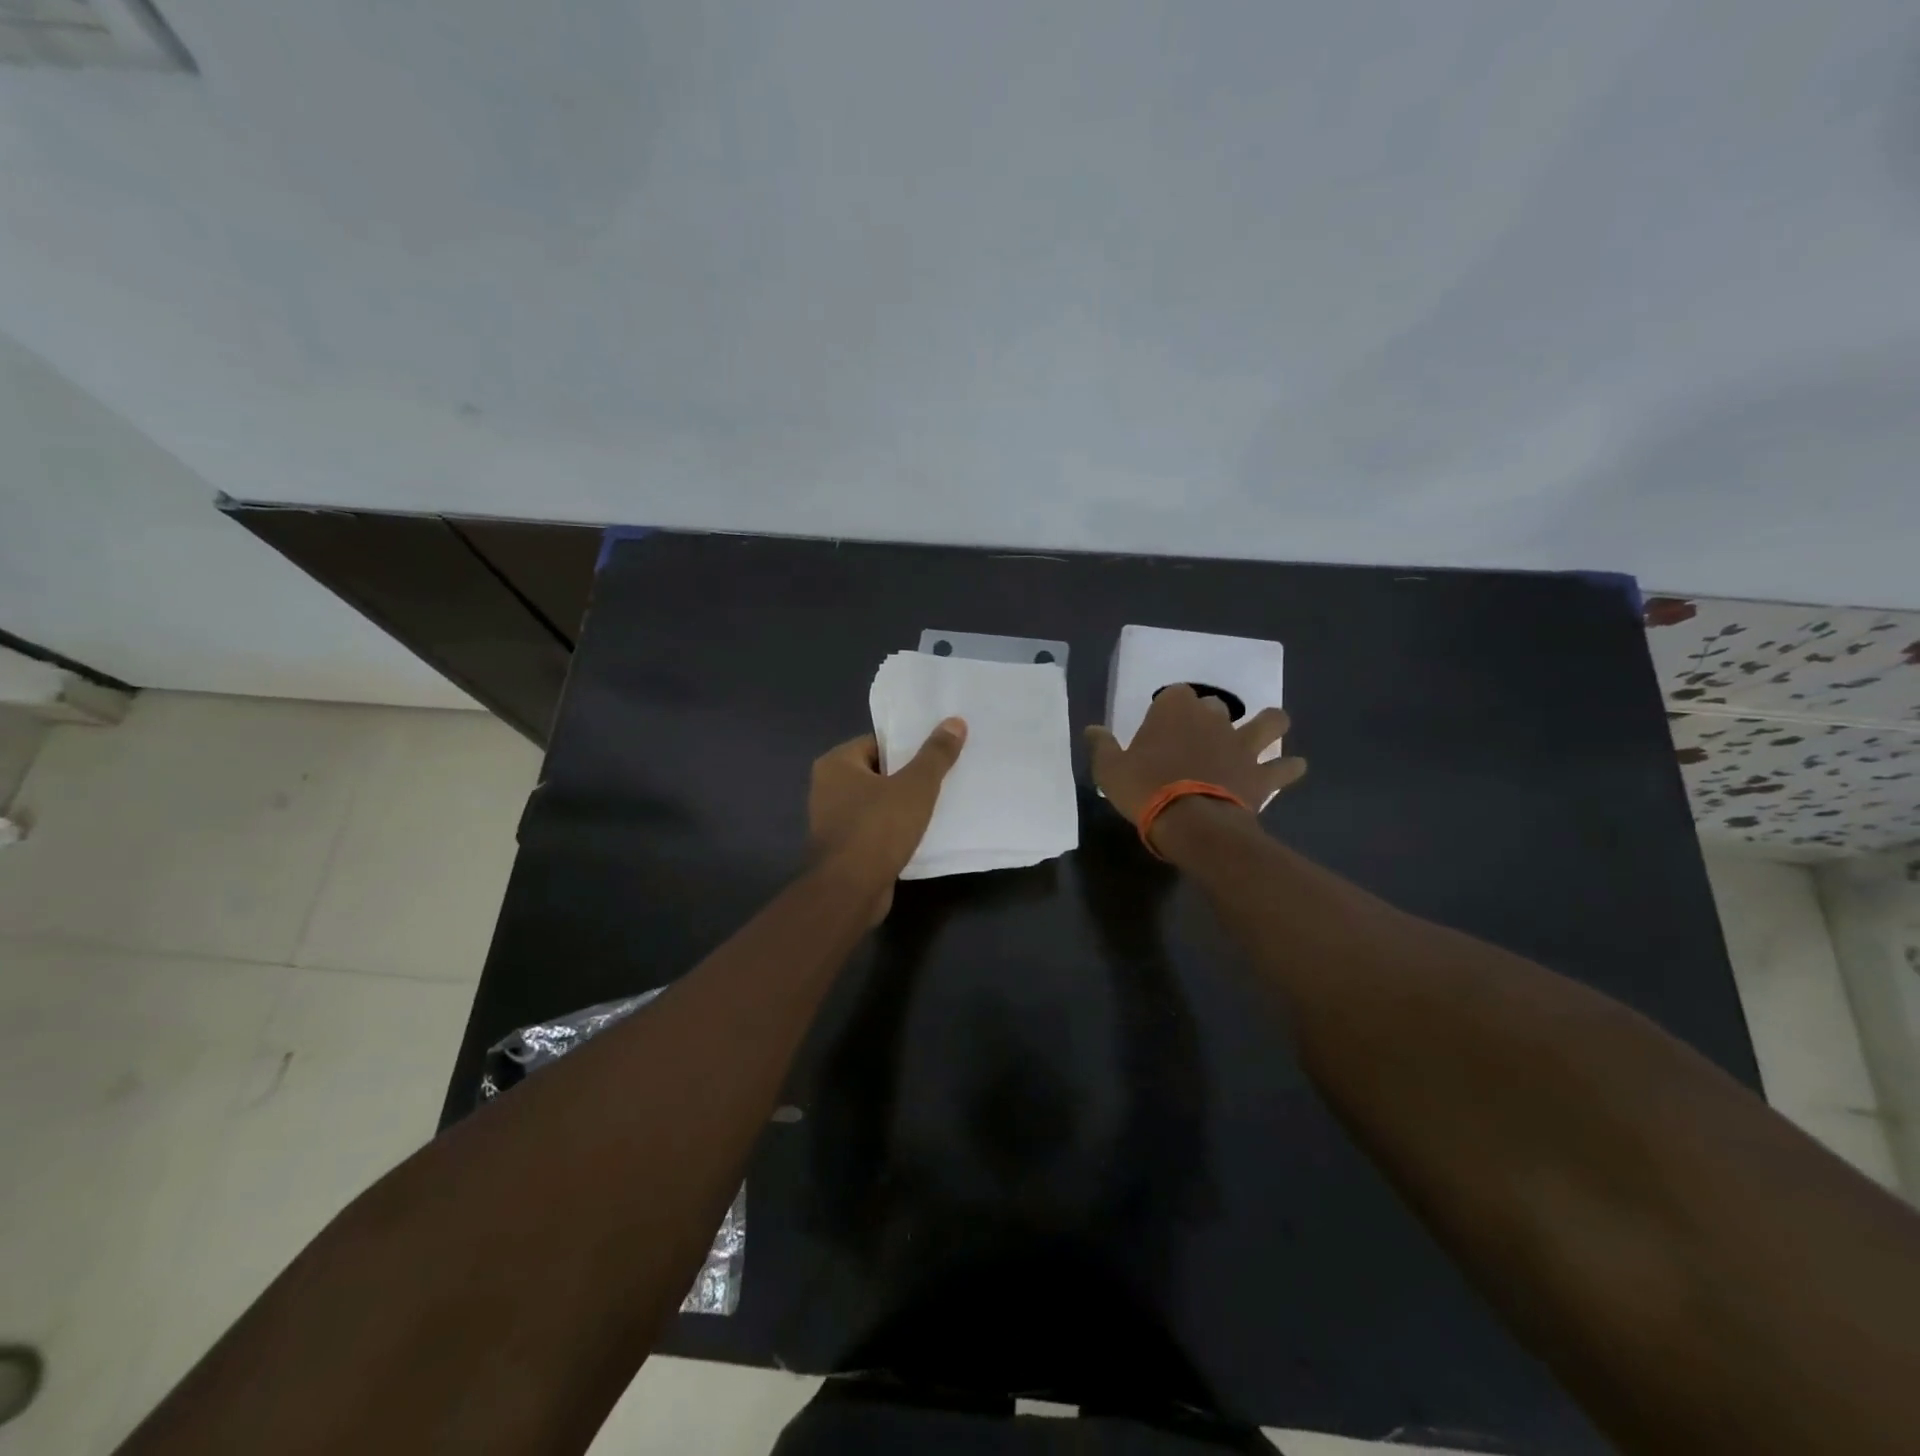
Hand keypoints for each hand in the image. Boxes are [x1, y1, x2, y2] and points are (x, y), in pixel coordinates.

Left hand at [808, 720, 967, 919]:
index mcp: (836, 764)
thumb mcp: (915, 786)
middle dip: (909, 776)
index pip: (878, 743)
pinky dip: (896, 829)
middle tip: (945, 776)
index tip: (938, 752)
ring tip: (940, 803)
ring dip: (904, 805)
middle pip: (879, 772)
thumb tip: (955, 721)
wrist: (849, 891)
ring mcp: (833, 821)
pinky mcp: (844, 849)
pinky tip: (923, 833)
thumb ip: (935, 755)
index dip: (909, 746)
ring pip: (878, 803)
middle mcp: (828, 788)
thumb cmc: (877, 829)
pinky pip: (876, 829)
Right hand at [1085, 686, 1305, 828]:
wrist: (1190, 821)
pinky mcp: (1260, 773)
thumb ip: (1102, 746)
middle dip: (1212, 716)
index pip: (1176, 693)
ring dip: (1271, 724)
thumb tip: (1092, 729)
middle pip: (1217, 705)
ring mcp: (1241, 745)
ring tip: (1268, 730)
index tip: (1162, 722)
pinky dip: (1289, 767)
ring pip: (1269, 723)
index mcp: (1174, 711)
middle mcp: (1213, 719)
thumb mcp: (1109, 769)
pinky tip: (1293, 768)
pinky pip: (1284, 767)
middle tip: (1202, 735)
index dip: (1171, 706)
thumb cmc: (1144, 789)